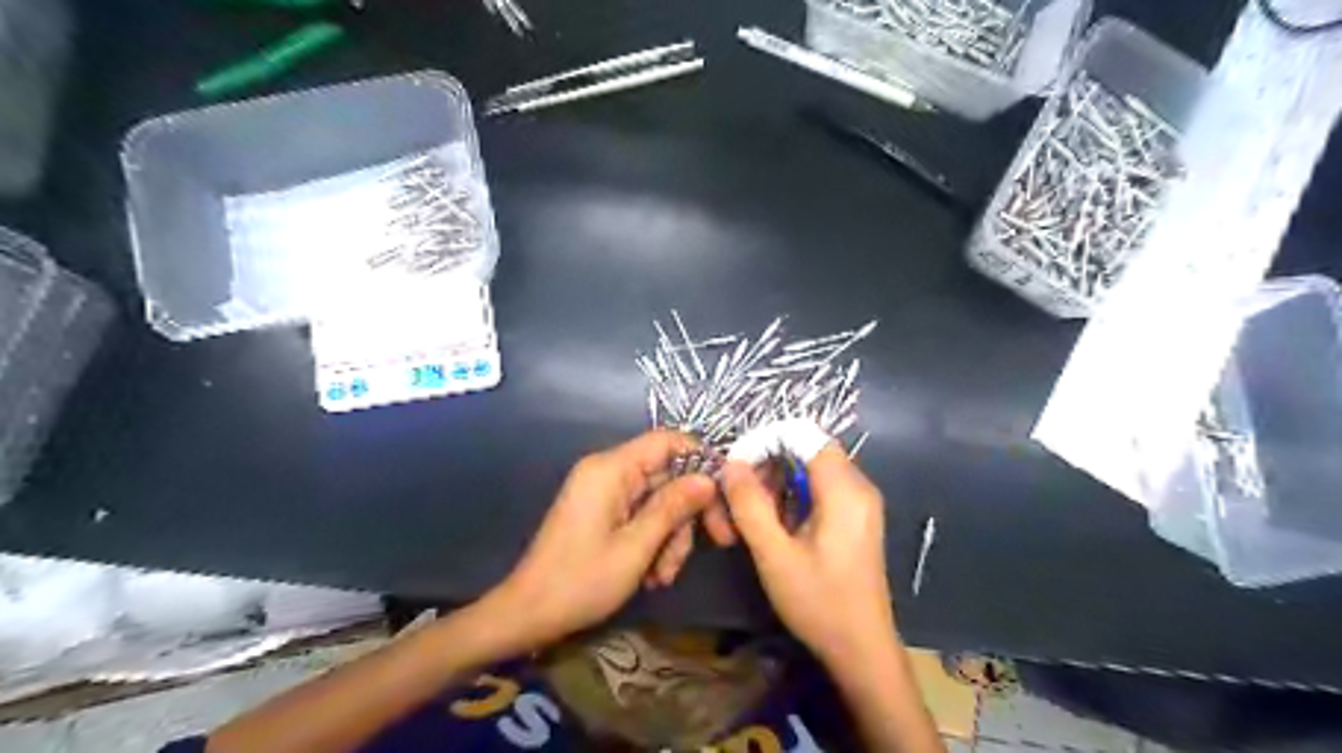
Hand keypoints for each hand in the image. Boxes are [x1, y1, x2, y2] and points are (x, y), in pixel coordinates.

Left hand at [482, 431, 710, 649]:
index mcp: (610, 469)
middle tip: (716, 542)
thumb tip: (708, 479)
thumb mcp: (636, 547)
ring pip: (659, 500)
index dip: (701, 460)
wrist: (528, 614)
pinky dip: (654, 541)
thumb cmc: (581, 581)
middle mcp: (608, 472)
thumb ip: (673, 507)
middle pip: (667, 475)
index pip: (667, 441)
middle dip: (688, 512)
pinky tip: (653, 575)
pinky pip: (641, 515)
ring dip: (672, 536)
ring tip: (664, 575)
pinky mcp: (603, 512)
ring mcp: (604, 492)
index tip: (725, 493)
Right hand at [719, 445, 894, 666]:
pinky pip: (821, 489)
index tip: (738, 466)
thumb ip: (751, 505)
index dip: (768, 441)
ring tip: (752, 514)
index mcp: (845, 490)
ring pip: (812, 470)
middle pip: (808, 450)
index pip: (804, 435)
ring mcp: (861, 503)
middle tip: (740, 497)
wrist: (862, 650)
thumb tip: (731, 463)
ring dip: (779, 482)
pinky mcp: (856, 518)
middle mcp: (859, 487)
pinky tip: (776, 525)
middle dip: (769, 465)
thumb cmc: (819, 603)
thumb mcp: (775, 555)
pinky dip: (794, 496)